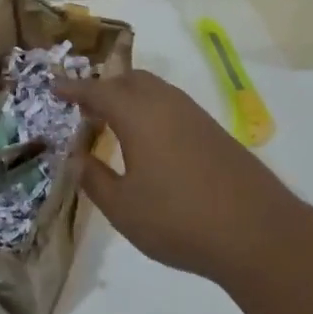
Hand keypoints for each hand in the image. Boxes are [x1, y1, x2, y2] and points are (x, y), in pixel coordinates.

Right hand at [59, 71, 312, 290]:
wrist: (258, 233)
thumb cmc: (179, 220)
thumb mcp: (123, 207)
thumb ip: (94, 178)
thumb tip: (76, 156)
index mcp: (139, 115)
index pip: (98, 91)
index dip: (73, 89)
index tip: (54, 88)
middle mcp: (167, 104)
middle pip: (130, 80)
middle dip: (104, 88)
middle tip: (84, 109)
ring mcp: (195, 116)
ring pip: (156, 91)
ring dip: (130, 98)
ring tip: (114, 124)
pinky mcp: (215, 133)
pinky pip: (173, 107)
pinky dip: (151, 111)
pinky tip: (150, 142)